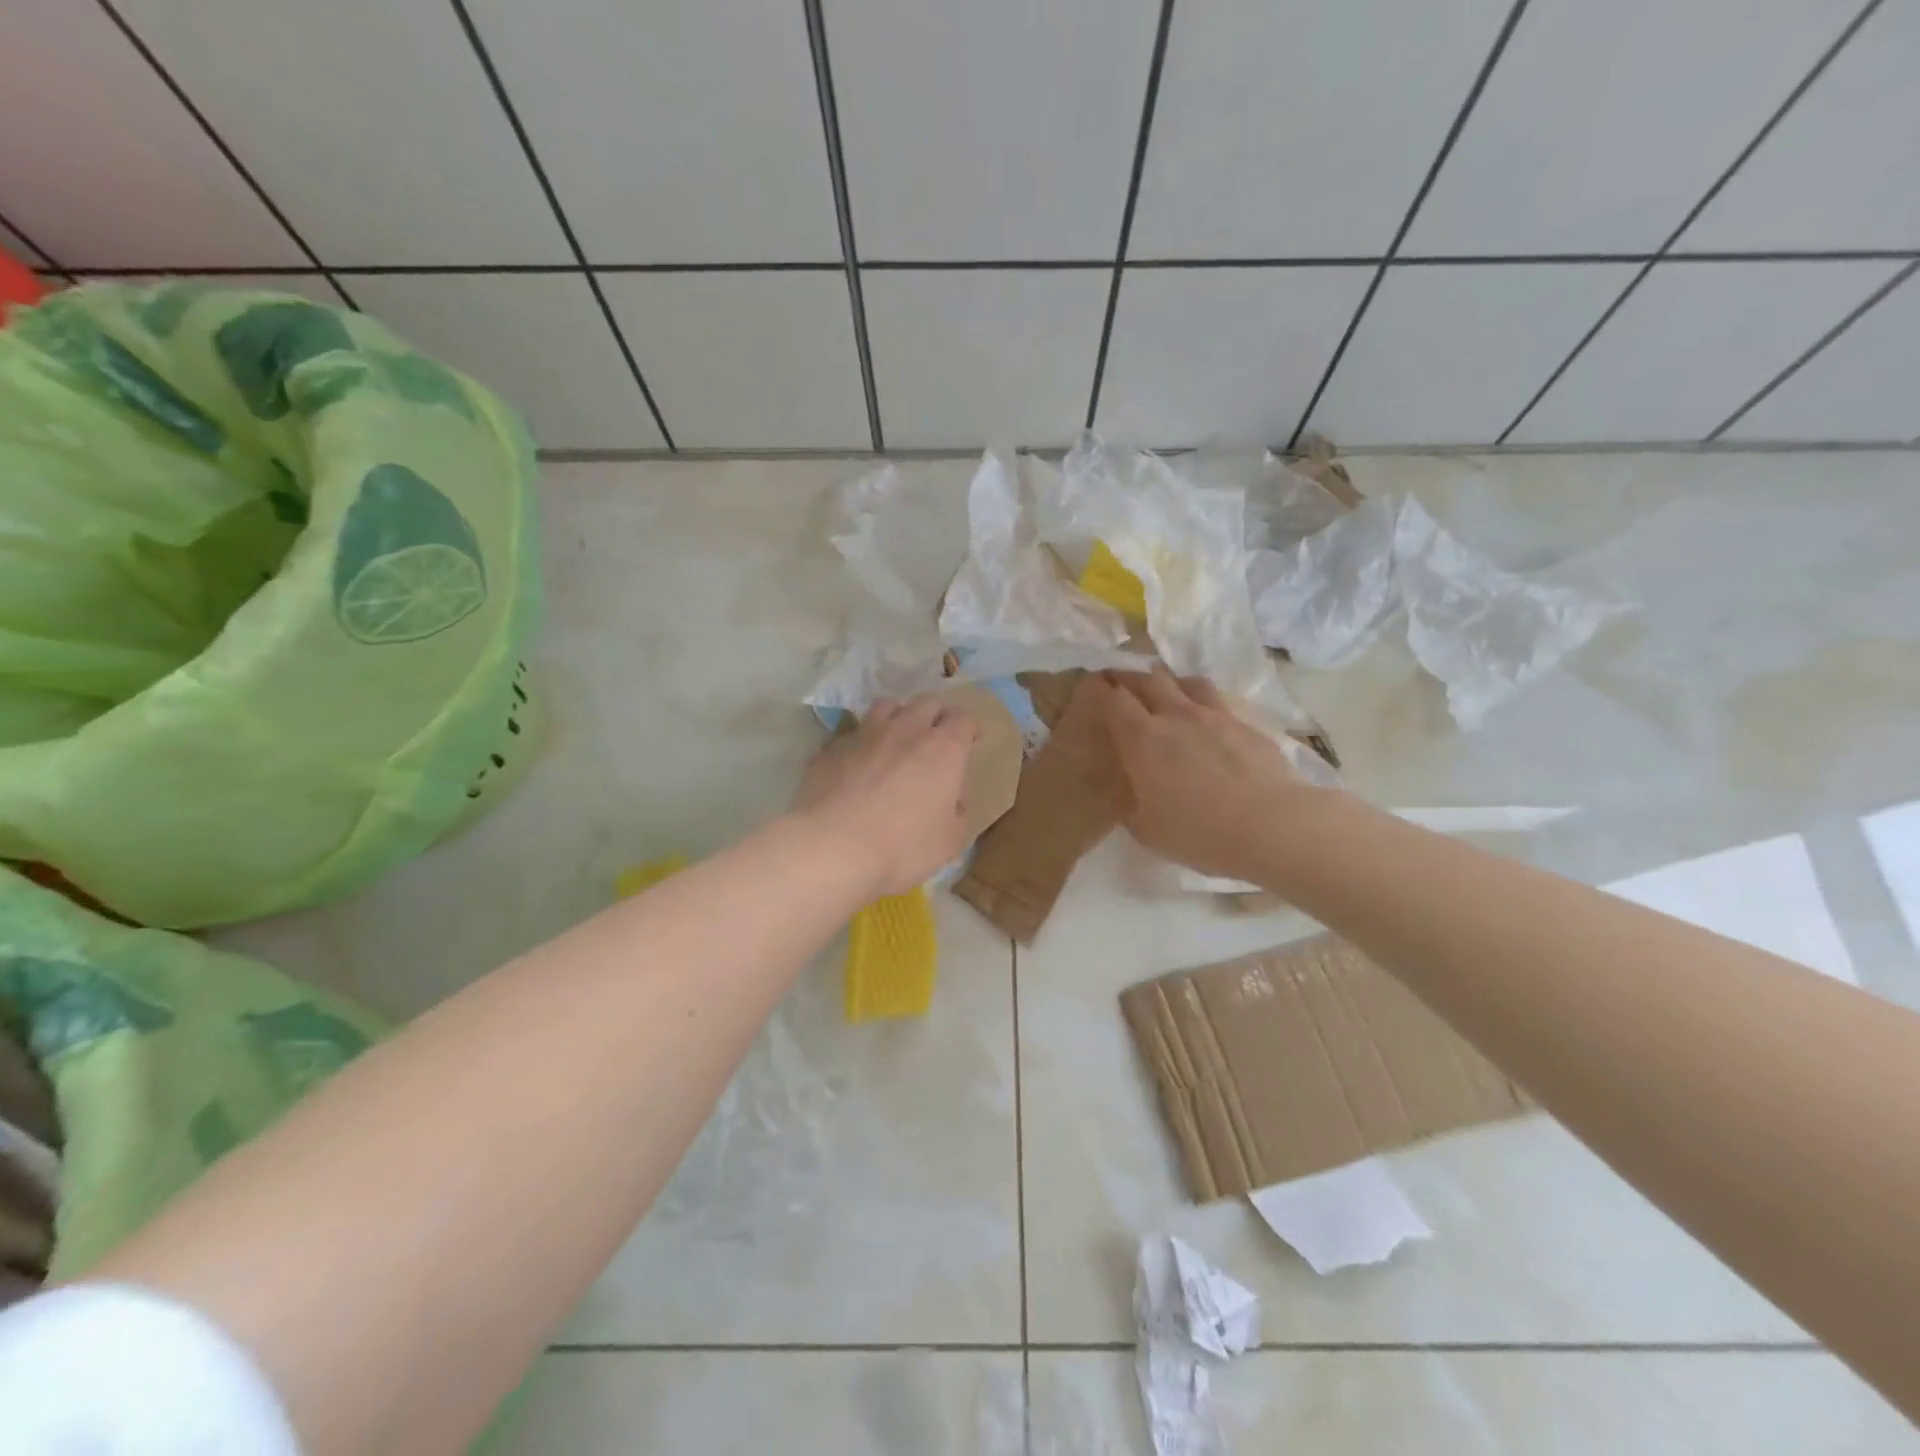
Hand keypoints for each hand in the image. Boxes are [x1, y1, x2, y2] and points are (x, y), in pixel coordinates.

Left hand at [795, 695, 978, 898]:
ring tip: (898, 736)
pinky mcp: (832, 747)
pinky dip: (863, 742)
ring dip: (899, 716)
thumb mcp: (949, 842)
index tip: (971, 741)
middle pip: (927, 703)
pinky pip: (853, 733)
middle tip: (938, 735)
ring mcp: (865, 734)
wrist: (833, 846)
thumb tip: (953, 802)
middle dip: (937, 715)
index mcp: (943, 749)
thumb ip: (958, 814)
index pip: (964, 719)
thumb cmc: (902, 846)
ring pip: (887, 706)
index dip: (970, 728)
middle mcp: (907, 730)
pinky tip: (859, 762)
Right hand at [1091, 668, 1316, 883]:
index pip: (1113, 699)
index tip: (1093, 688)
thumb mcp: (1146, 830)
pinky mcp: (1246, 724)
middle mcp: (1175, 715)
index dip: (1100, 690)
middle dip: (1130, 679)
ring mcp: (1214, 716)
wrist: (1270, 826)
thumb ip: (1131, 805)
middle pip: (1148, 680)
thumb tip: (1129, 794)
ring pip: (1186, 682)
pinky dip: (1204, 702)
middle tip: (1121, 684)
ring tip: (1167, 692)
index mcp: (1142, 738)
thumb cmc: (1198, 832)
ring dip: (1170, 682)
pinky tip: (1208, 719)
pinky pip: (1218, 701)